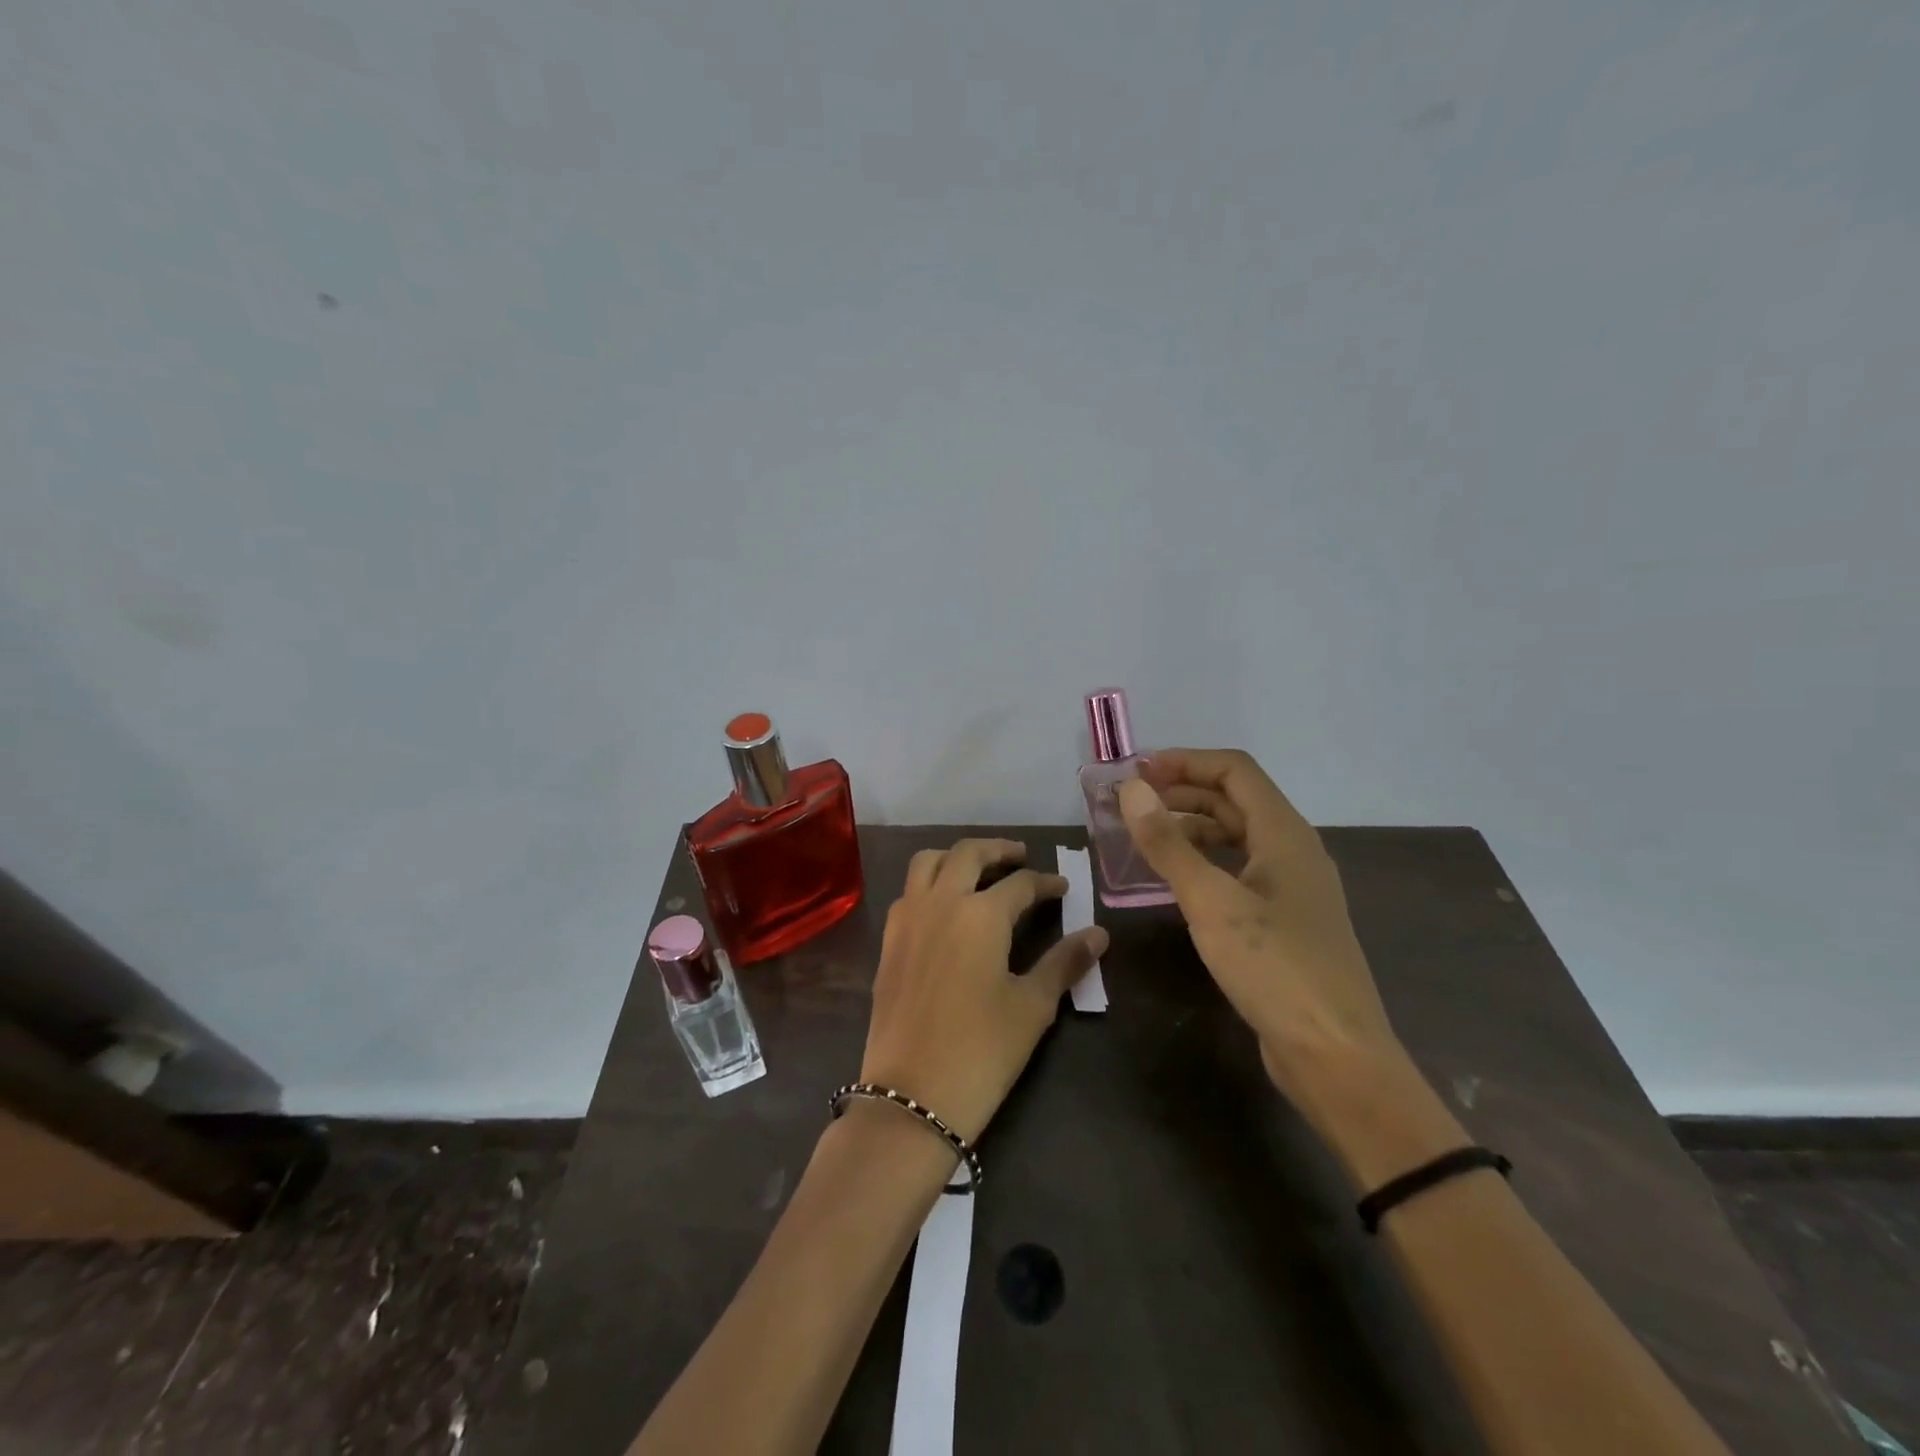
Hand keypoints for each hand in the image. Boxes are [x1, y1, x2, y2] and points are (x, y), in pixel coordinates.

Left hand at [860, 839, 1108, 1144]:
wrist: (911, 1095)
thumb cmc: (982, 1051)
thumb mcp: (1032, 1006)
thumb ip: (1064, 962)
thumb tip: (1098, 934)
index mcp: (980, 913)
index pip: (1020, 884)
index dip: (1045, 883)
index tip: (1062, 888)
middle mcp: (940, 902)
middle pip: (968, 854)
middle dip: (999, 850)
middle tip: (1021, 857)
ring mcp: (907, 918)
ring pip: (928, 862)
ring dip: (956, 857)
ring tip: (979, 870)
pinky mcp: (888, 940)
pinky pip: (909, 891)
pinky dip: (929, 882)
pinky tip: (945, 906)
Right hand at [1116, 751, 1401, 1103]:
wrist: (1335, 1056)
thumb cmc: (1274, 968)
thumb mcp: (1211, 902)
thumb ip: (1168, 843)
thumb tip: (1131, 789)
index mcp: (1284, 834)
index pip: (1234, 771)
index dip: (1185, 762)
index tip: (1137, 771)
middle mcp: (1292, 851)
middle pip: (1235, 801)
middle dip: (1182, 792)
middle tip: (1131, 802)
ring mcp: (1291, 888)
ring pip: (1236, 837)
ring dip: (1191, 828)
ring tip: (1144, 837)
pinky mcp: (1284, 921)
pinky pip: (1238, 872)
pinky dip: (1203, 863)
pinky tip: (1174, 881)